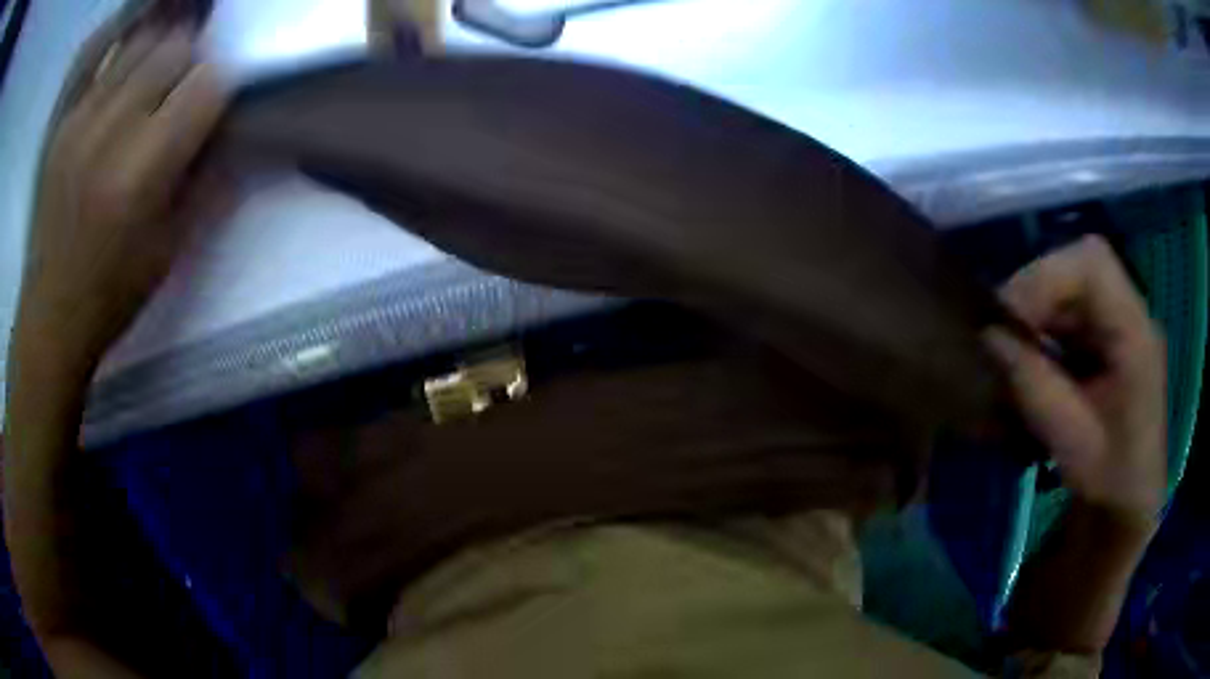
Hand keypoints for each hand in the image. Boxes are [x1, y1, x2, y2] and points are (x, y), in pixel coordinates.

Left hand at [15, 22, 227, 371]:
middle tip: (185, 91)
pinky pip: (108, 64)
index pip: (207, 84)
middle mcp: (112, 131)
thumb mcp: (173, 246)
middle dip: (191, 63)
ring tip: (156, 84)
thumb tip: (236, 126)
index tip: (216, 107)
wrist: (51, 313)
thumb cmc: (114, 291)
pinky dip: (127, 64)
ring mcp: (83, 120)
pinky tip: (125, 91)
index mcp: (143, 171)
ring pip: (143, 43)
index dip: (221, 88)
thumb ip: (209, 178)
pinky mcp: (66, 122)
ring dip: (160, 55)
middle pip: (175, 47)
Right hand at [987, 235, 1165, 525]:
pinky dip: (1044, 326)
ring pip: (1069, 285)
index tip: (1009, 319)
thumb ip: (1036, 388)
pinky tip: (1032, 357)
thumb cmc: (1111, 480)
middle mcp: (1130, 313)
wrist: (1130, 500)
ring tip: (1011, 349)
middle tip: (1001, 335)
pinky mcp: (1107, 334)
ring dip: (1037, 310)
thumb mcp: (1074, 444)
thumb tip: (988, 337)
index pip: (1093, 263)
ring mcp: (1119, 320)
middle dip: (1035, 293)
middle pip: (1077, 267)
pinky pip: (1070, 310)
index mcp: (1136, 333)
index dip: (1046, 276)